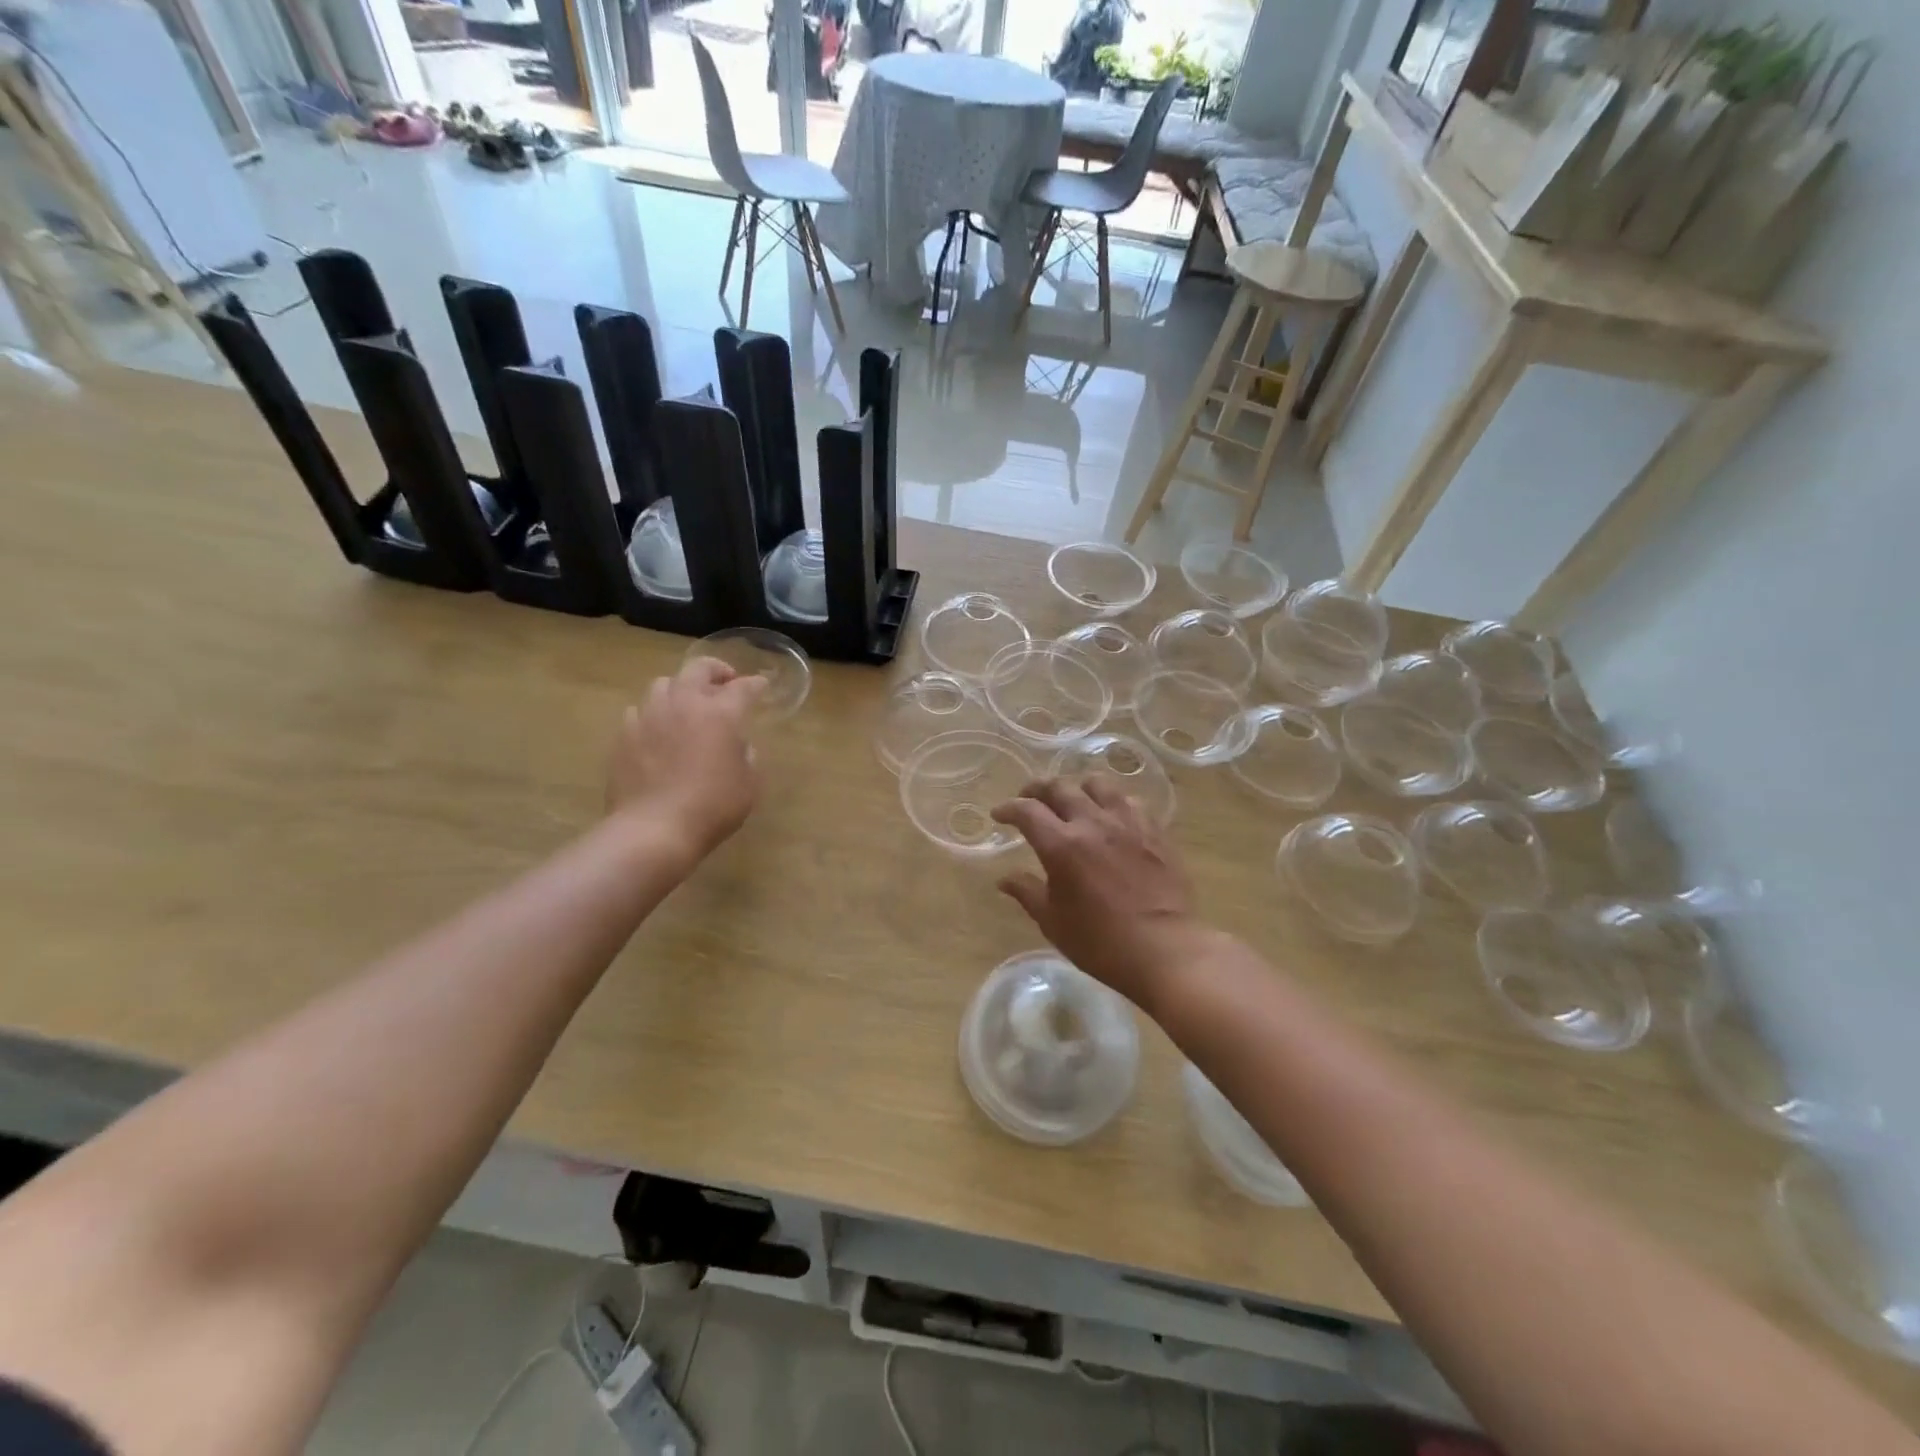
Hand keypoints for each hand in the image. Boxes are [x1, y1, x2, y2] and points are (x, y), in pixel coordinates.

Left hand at [607, 658, 765, 855]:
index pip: (743, 688)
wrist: (654, 829)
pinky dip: (653, 714)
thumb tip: (736, 746)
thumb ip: (746, 756)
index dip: (755, 685)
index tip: (761, 687)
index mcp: (721, 713)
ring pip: (663, 684)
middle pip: (698, 669)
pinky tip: (658, 730)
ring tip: (686, 705)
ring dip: (680, 688)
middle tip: (724, 681)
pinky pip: (639, 711)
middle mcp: (684, 704)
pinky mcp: (624, 734)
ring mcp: (649, 716)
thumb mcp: (749, 784)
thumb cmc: (713, 807)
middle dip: (715, 670)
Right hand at [990, 777, 1206, 1010]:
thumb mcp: (1053, 922)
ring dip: (1078, 788)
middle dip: (1037, 789)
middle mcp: (1092, 823)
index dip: (1008, 808)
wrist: (1165, 950)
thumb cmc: (1101, 942)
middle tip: (1029, 799)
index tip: (999, 815)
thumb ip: (1027, 892)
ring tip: (1073, 800)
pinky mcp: (1154, 830)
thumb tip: (1005, 878)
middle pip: (1059, 787)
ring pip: (1098, 785)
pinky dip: (1112, 802)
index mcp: (1061, 845)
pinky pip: (1130, 801)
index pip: (1027, 811)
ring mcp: (1127, 823)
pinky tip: (1111, 816)